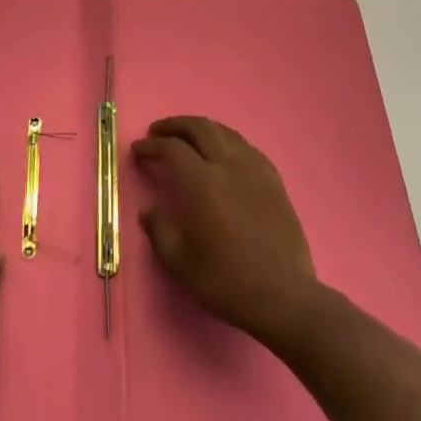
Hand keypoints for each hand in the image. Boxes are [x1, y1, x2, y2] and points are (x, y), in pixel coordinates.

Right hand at [132, 116, 320, 345]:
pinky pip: (247, 147)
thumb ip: (159, 230)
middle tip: (158, 133)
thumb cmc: (226, 280)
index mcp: (201, 182)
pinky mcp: (274, 180)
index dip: (151, 146)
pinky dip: (227, 141)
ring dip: (201, 128)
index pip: (171, 148)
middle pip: (199, 127)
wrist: (282, 295)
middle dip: (174, 125)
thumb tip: (149, 211)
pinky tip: (224, 155)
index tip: (138, 150)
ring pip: (225, 132)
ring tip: (188, 138)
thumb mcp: (180, 262)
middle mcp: (228, 165)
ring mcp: (254, 169)